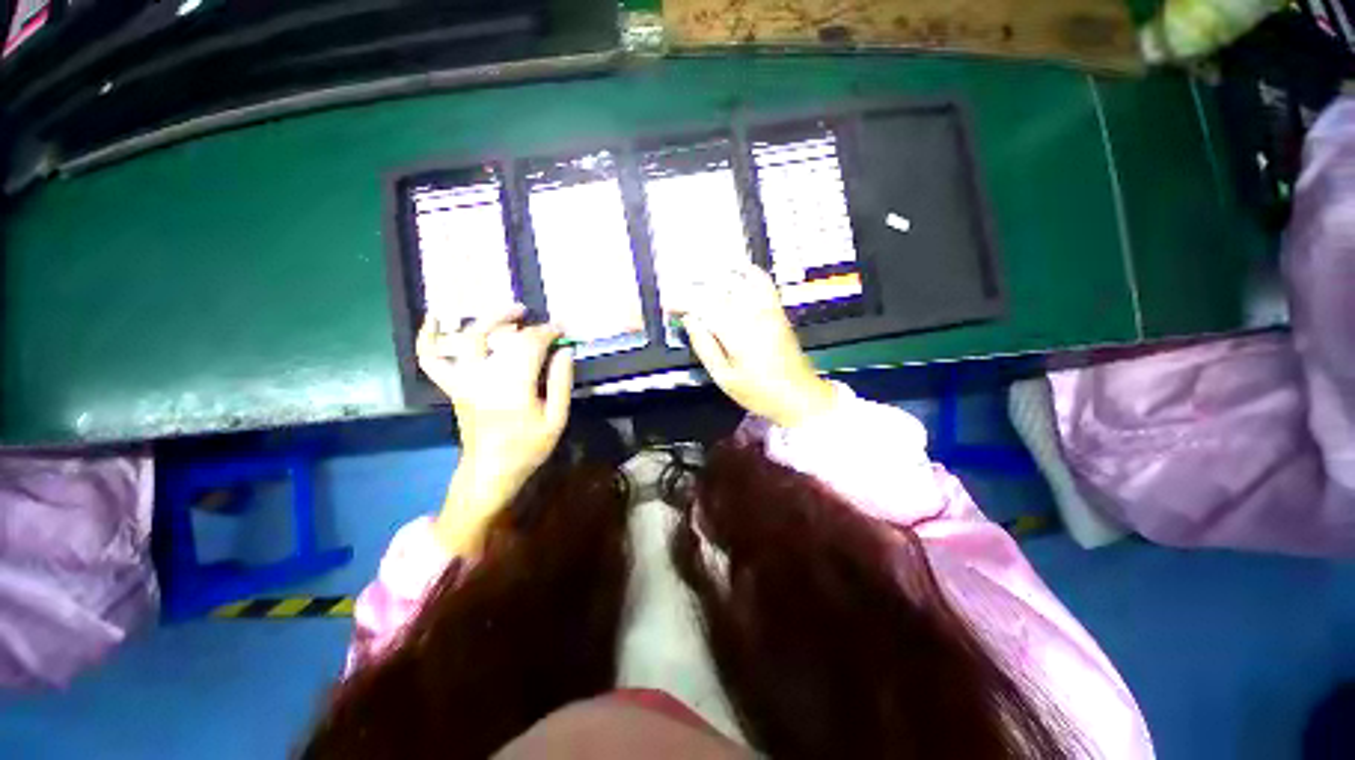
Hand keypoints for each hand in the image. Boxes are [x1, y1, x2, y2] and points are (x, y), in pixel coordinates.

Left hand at [416, 306, 573, 553]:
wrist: (489, 471)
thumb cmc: (528, 447)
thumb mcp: (556, 419)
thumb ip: (562, 382)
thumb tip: (565, 350)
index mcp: (514, 387)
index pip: (530, 345)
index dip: (547, 332)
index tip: (562, 328)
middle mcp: (484, 377)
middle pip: (500, 336)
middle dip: (522, 322)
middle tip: (536, 317)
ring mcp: (463, 380)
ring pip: (469, 338)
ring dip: (489, 319)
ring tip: (509, 312)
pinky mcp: (452, 386)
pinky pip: (432, 359)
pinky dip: (428, 337)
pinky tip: (434, 319)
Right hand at [671, 265, 837, 427]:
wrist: (799, 395)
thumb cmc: (758, 392)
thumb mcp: (724, 378)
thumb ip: (705, 347)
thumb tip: (691, 320)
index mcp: (736, 332)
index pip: (703, 304)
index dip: (682, 301)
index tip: (668, 306)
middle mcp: (752, 314)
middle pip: (718, 288)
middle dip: (694, 288)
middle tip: (679, 297)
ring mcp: (768, 309)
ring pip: (738, 280)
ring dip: (716, 278)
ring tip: (700, 282)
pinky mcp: (777, 310)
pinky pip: (762, 282)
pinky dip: (747, 273)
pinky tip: (736, 273)